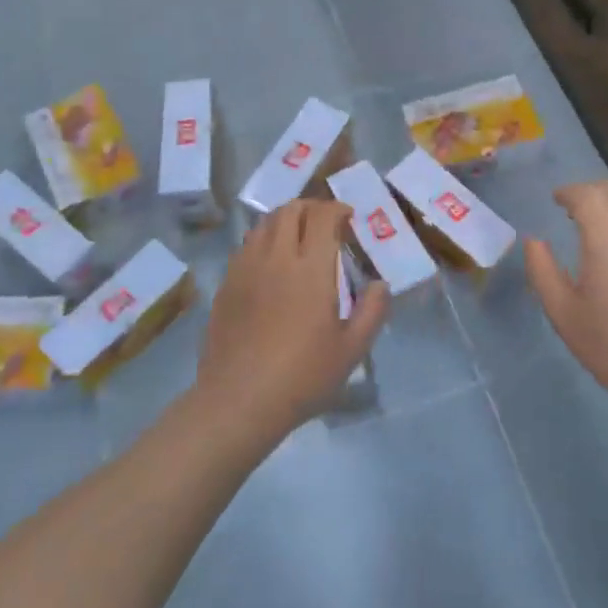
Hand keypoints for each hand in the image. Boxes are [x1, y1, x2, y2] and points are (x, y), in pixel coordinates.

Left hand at [197, 200, 389, 442]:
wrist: (239, 400)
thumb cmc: (302, 376)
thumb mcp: (351, 350)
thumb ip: (372, 311)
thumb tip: (381, 284)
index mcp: (310, 268)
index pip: (323, 216)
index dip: (337, 209)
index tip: (349, 218)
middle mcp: (276, 257)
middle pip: (290, 210)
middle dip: (311, 207)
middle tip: (325, 223)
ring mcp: (246, 268)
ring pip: (264, 223)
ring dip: (285, 220)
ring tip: (297, 238)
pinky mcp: (226, 284)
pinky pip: (246, 246)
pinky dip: (263, 240)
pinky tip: (270, 263)